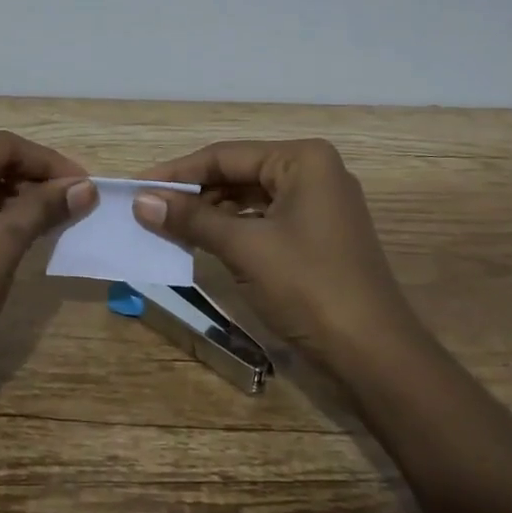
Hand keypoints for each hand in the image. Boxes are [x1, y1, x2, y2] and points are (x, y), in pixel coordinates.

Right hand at [133, 138, 422, 372]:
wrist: (375, 356)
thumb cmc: (309, 287)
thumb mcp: (244, 247)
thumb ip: (192, 218)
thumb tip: (141, 200)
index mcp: (303, 160)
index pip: (226, 155)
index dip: (177, 171)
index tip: (136, 186)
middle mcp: (314, 172)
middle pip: (238, 173)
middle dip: (193, 192)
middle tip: (147, 208)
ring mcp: (319, 206)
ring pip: (250, 198)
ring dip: (210, 213)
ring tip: (166, 225)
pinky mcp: (318, 237)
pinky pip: (264, 221)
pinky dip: (232, 230)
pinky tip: (202, 242)